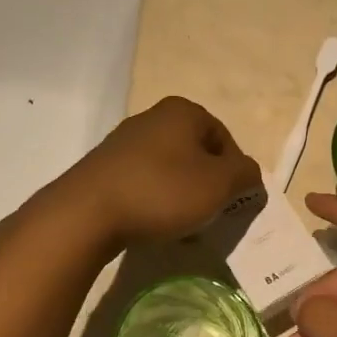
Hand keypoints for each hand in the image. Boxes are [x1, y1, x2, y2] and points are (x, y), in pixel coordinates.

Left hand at [55, 96, 261, 249]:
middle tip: (209, 214)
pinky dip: (156, 201)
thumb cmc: (162, 191)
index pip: (225, 138)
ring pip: (170, 169)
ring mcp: (124, 142)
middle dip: (207, 185)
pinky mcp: (104, 168)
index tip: (231, 201)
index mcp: (182, 111)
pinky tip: (153, 224)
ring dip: (182, 196)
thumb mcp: (219, 184)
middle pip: (196, 153)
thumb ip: (245, 173)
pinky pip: (144, 182)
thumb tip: (249, 172)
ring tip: (182, 225)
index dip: (234, 171)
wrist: (87, 213)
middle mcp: (152, 118)